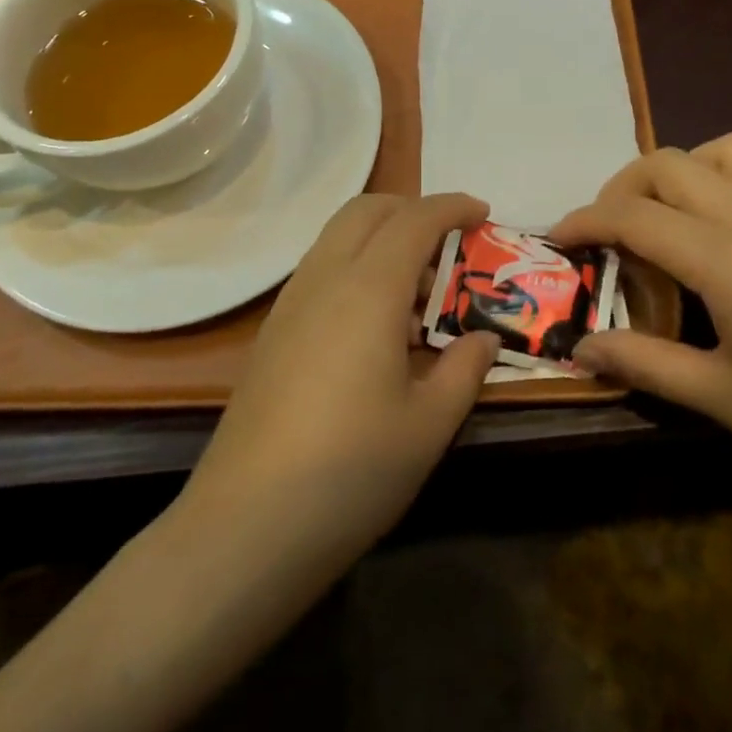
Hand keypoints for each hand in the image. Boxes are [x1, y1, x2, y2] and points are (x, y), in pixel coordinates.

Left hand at [181, 192, 500, 567]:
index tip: (483, 212)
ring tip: (418, 293)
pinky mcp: (272, 333)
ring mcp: (290, 304)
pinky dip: (356, 267)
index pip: (414, 220)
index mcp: (368, 290)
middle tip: (451, 242)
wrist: (247, 525)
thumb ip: (464, 369)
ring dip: (381, 239)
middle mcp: (324, 280)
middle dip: (412, 210)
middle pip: (366, 211)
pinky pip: (320, 271)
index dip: (452, 206)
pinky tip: (376, 325)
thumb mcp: (429, 424)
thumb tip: (483, 339)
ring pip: (337, 238)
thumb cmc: (352, 471)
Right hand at [550, 135, 731, 515]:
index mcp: (721, 256)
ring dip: (686, 170)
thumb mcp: (719, 397)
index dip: (584, 221)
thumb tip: (581, 348)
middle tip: (607, 234)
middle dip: (623, 186)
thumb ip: (644, 363)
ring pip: (729, 150)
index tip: (557, 240)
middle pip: (671, 164)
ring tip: (668, 217)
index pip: (632, 215)